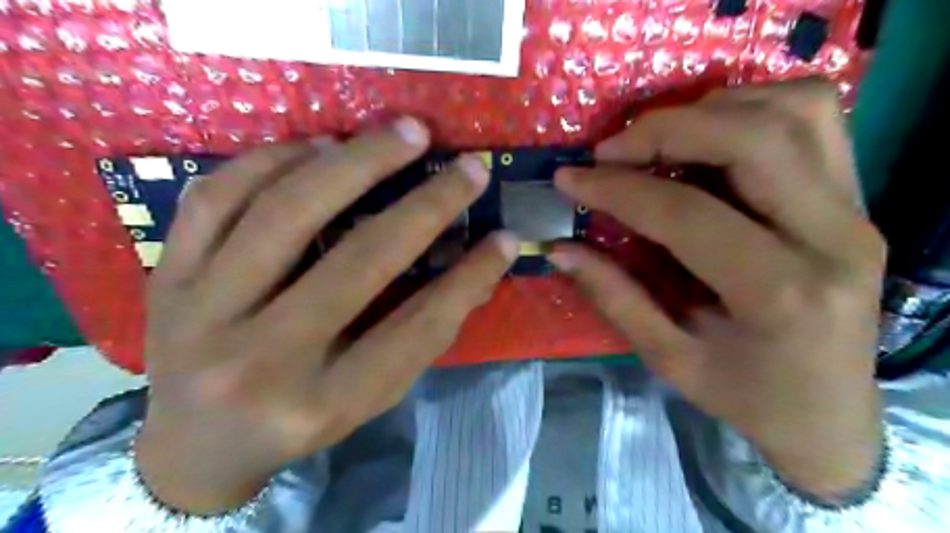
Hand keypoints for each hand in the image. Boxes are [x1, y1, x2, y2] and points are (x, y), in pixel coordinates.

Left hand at [135, 118, 511, 514]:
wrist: (195, 446)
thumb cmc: (299, 420)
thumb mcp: (369, 395)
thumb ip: (422, 333)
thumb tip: (479, 266)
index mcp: (322, 401)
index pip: (416, 328)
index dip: (469, 278)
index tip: (503, 238)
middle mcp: (261, 360)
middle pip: (358, 261)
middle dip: (426, 205)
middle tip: (466, 165)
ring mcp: (202, 314)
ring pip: (285, 214)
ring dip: (355, 161)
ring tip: (400, 133)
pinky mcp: (166, 277)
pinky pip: (216, 198)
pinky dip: (274, 159)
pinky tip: (318, 144)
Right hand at [554, 80, 887, 500]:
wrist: (830, 413)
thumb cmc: (746, 396)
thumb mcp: (668, 358)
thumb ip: (613, 296)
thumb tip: (559, 248)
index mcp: (780, 294)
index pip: (686, 212)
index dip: (617, 189)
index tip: (570, 178)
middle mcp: (833, 238)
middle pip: (753, 138)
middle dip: (666, 129)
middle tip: (610, 150)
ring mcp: (856, 209)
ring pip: (795, 111)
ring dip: (712, 110)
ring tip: (658, 139)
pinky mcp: (856, 198)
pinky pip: (814, 118)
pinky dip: (752, 108)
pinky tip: (709, 137)